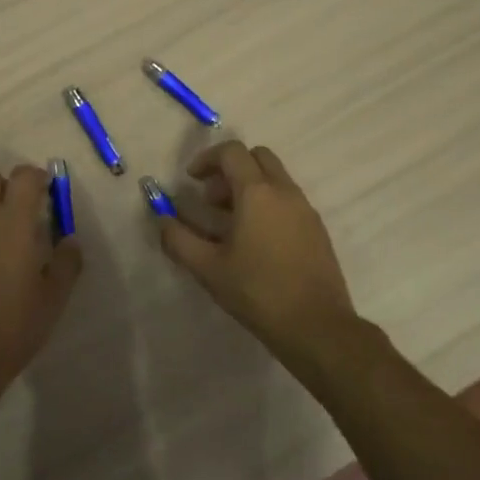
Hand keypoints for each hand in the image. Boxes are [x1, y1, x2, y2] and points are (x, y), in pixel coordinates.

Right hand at [157, 141, 358, 357]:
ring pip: (275, 178)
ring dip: (249, 187)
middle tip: (211, 199)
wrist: (317, 327)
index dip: (207, 159)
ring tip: (229, 224)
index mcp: (257, 193)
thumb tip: (162, 219)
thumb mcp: (207, 268)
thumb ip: (178, 239)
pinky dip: (267, 204)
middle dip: (230, 169)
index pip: (232, 152)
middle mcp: (285, 192)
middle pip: (257, 157)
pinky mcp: (317, 229)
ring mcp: (305, 210)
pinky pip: (288, 200)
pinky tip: (255, 242)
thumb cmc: (257, 292)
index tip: (191, 181)